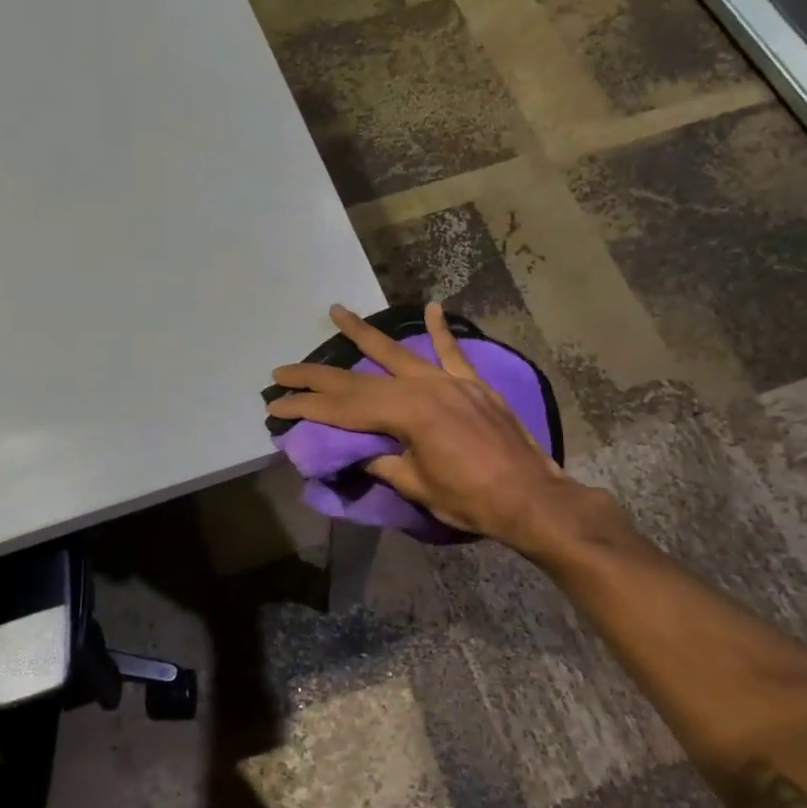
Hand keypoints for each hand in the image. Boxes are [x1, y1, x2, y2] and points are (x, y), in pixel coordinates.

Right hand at [269, 303, 615, 558]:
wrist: (532, 499)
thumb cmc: (471, 499)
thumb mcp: (416, 485)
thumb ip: (382, 463)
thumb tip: (356, 453)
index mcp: (406, 413)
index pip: (342, 408)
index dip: (305, 408)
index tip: (275, 405)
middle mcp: (423, 388)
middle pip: (359, 379)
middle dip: (317, 377)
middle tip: (283, 371)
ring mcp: (450, 381)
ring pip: (397, 353)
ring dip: (363, 335)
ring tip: (337, 312)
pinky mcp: (472, 385)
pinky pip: (452, 352)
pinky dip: (440, 331)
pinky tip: (432, 307)